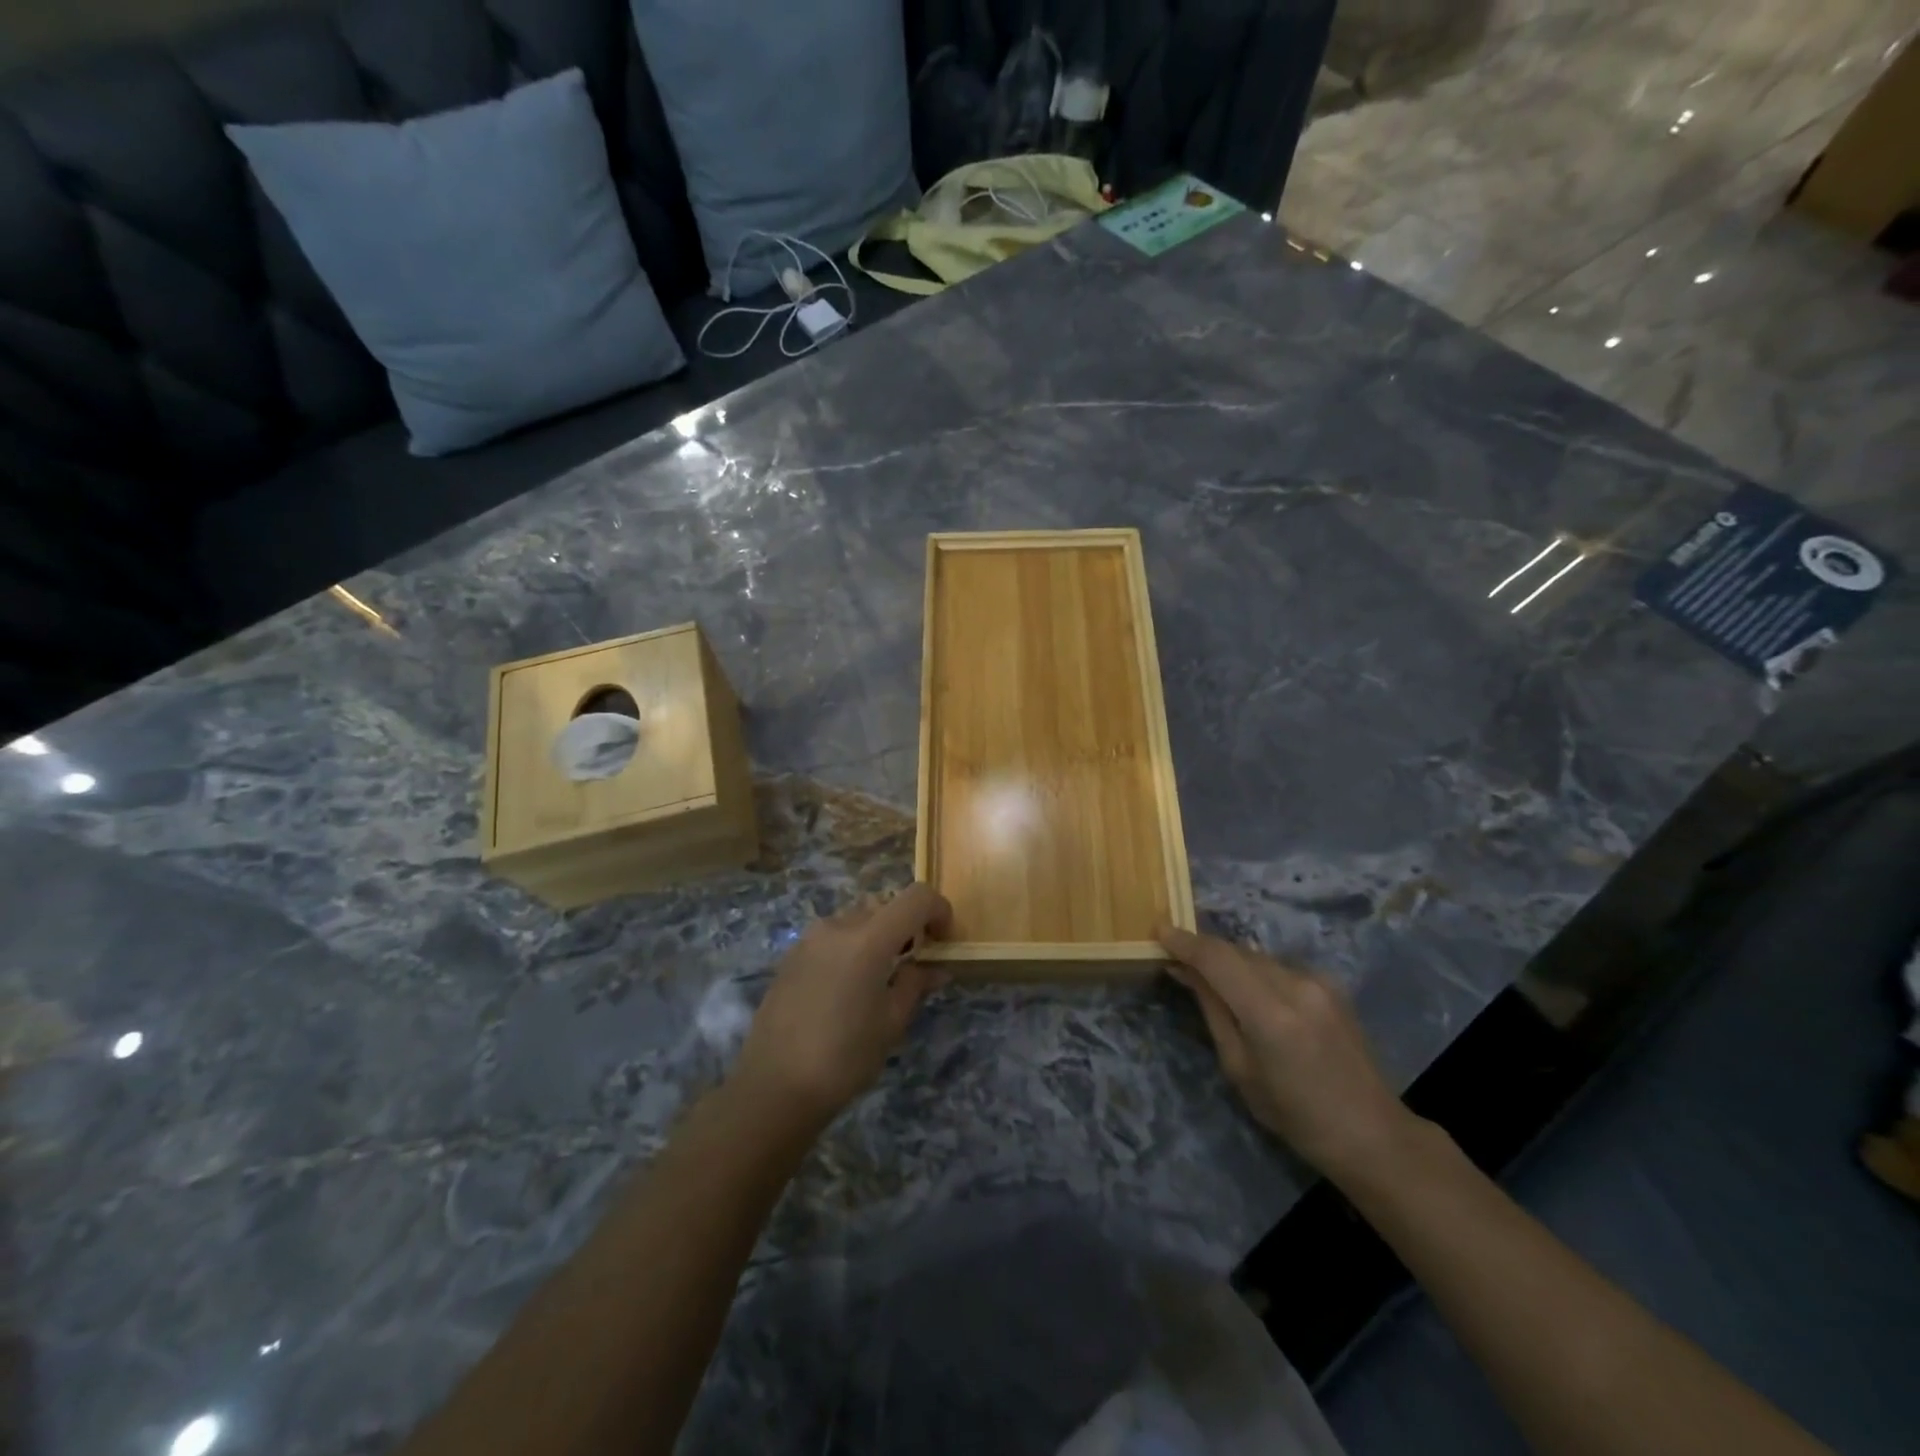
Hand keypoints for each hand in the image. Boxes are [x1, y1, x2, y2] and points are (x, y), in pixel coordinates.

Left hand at [732, 884, 952, 1124]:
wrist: (773, 1087)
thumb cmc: (844, 1057)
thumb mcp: (891, 1023)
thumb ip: (915, 984)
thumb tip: (935, 968)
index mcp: (869, 938)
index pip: (916, 897)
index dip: (938, 910)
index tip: (943, 940)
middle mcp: (838, 926)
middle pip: (885, 905)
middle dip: (907, 926)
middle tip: (914, 964)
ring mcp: (810, 938)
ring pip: (857, 918)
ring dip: (878, 935)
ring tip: (880, 978)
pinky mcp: (791, 955)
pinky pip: (833, 936)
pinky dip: (851, 947)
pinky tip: (847, 988)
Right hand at [1159, 924, 1414, 1180]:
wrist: (1371, 1132)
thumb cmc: (1295, 1114)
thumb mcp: (1239, 1068)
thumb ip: (1212, 1010)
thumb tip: (1185, 971)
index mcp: (1270, 1013)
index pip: (1217, 959)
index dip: (1185, 942)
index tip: (1158, 930)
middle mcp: (1296, 985)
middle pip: (1236, 951)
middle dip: (1204, 951)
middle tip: (1175, 958)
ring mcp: (1318, 981)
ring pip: (1257, 956)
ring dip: (1230, 962)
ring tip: (1209, 978)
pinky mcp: (1330, 985)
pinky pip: (1279, 967)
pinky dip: (1255, 972)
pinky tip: (1248, 992)